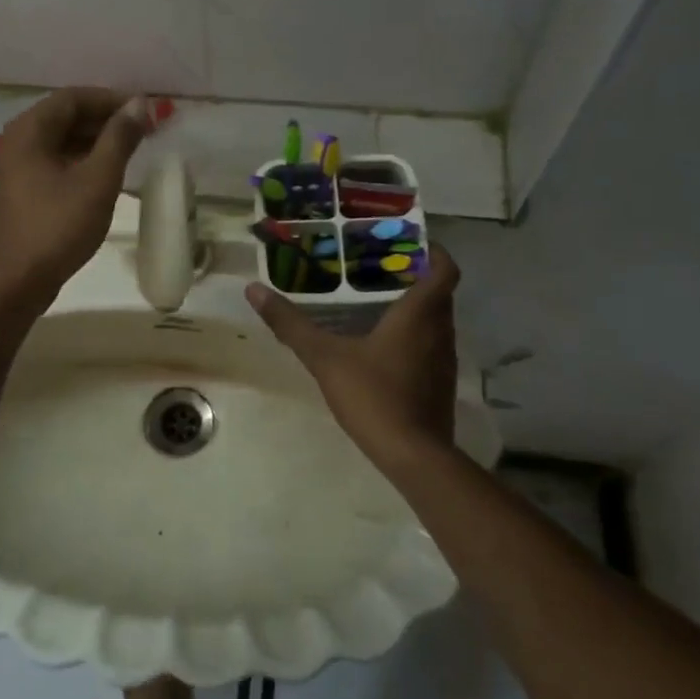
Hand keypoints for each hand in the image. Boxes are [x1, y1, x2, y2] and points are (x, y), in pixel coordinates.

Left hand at [0, 89, 149, 299]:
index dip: (111, 100)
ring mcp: (17, 166)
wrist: (18, 280)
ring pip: (62, 139)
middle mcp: (17, 140)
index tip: (145, 111)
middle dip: (106, 119)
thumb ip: (119, 138)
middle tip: (144, 129)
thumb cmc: (59, 226)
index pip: (73, 98)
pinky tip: (107, 171)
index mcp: (29, 130)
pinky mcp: (23, 188)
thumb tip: (139, 106)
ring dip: (96, 139)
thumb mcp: (98, 180)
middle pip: (66, 116)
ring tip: (132, 148)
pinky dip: (82, 158)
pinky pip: (56, 160)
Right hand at [247, 244, 461, 475]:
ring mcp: (444, 360)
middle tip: (378, 267)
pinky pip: (430, 346)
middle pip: (439, 292)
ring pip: (436, 320)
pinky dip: (413, 336)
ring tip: (376, 300)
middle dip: (415, 276)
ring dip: (414, 307)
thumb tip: (254, 290)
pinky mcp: (440, 384)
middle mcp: (440, 331)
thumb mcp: (325, 357)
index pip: (445, 269)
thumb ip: (291, 324)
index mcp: (420, 314)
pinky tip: (382, 345)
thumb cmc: (374, 395)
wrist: (413, 456)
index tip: (407, 242)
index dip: (433, 251)